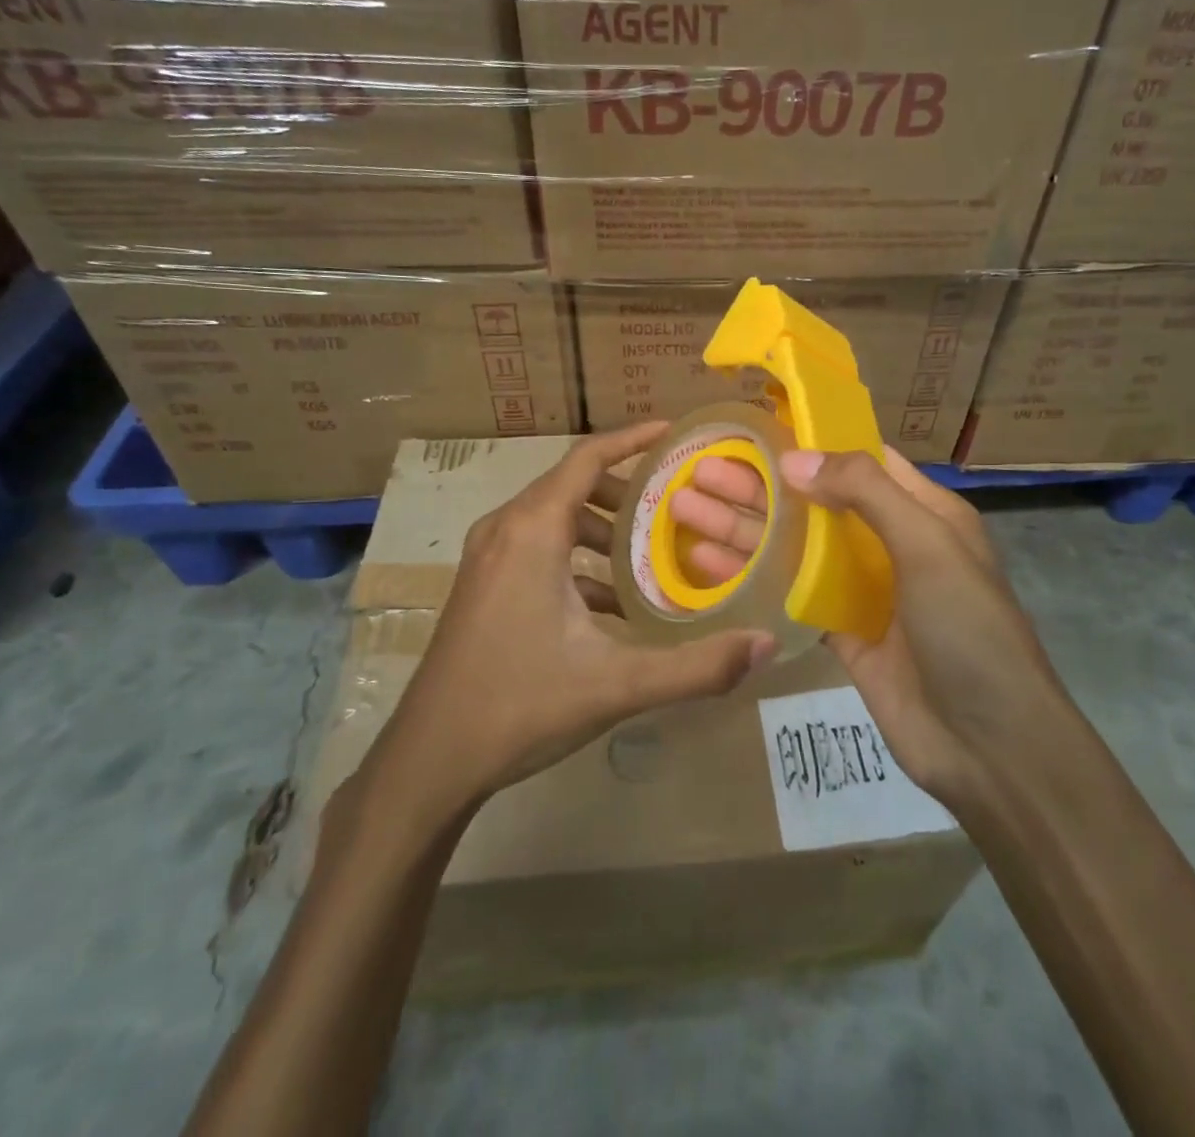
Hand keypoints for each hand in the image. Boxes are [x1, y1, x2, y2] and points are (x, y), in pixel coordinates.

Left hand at [362, 423, 778, 825]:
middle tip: (677, 504)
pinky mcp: (482, 586)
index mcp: (532, 531)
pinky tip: (612, 602)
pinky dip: (578, 557)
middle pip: (573, 485)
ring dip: (603, 527)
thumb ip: (697, 666)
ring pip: (555, 518)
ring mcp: (488, 558)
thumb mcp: (617, 684)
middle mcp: (505, 530)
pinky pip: (538, 547)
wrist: (429, 760)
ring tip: (652, 553)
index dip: (632, 438)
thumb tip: (765, 644)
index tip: (673, 433)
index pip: (587, 457)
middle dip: (627, 490)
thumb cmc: (520, 705)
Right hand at [669, 445, 1061, 807]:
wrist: (988, 746)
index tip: (753, 427)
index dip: (809, 441)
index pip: (858, 459)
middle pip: (812, 501)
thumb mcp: (928, 545)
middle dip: (757, 484)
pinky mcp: (839, 631)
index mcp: (920, 511)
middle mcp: (887, 541)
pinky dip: (750, 576)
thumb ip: (865, 492)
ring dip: (742, 527)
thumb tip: (794, 458)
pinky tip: (705, 563)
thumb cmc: (967, 630)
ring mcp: (861, 588)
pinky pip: (788, 593)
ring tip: (681, 508)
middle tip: (696, 468)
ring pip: (792, 546)